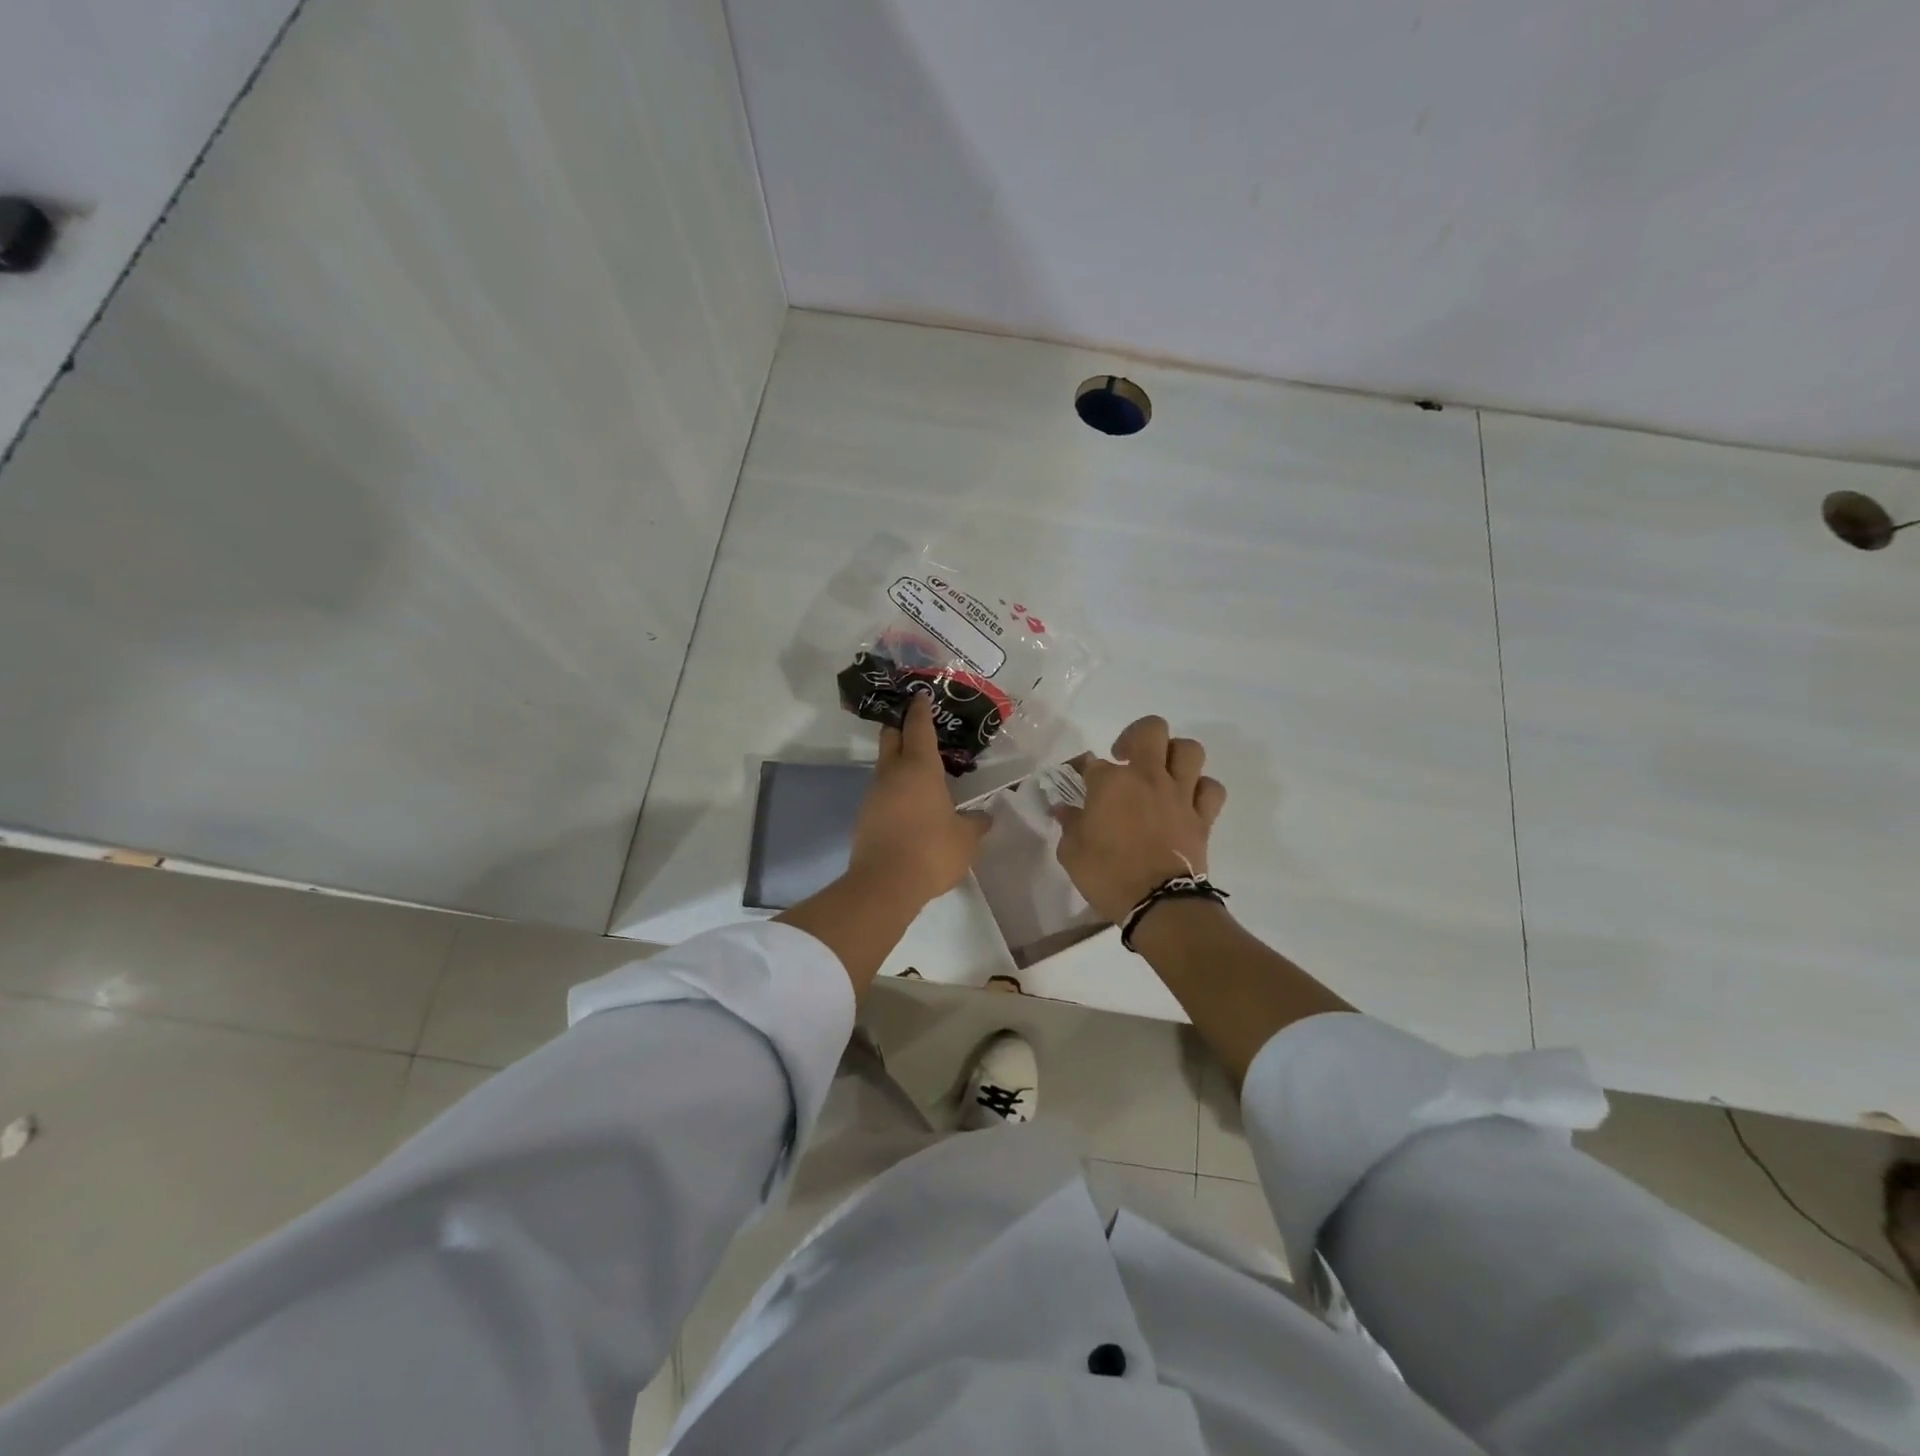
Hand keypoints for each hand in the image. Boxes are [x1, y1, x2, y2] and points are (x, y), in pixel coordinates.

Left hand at [847, 694, 990, 906]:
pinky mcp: (866, 816)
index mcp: (919, 768)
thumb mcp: (966, 838)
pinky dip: (895, 787)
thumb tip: (984, 817)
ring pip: (885, 765)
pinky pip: (883, 791)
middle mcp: (893, 773)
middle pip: (891, 737)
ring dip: (899, 761)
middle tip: (915, 722)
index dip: (920, 709)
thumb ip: (976, 823)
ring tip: (921, 768)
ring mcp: (875, 794)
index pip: (918, 727)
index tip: (921, 695)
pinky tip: (911, 802)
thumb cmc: (931, 851)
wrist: (884, 885)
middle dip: (901, 726)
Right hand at [1055, 716, 1227, 923]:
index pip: (1091, 762)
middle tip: (1125, 757)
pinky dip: (1201, 788)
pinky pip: (1211, 788)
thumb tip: (1066, 810)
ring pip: (1189, 750)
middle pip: (1151, 730)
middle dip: (1136, 736)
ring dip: (1174, 755)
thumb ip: (1069, 825)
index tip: (1078, 783)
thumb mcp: (1071, 852)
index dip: (1082, 770)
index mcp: (1111, 782)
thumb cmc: (1108, 876)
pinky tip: (1187, 798)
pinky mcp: (1203, 816)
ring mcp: (1180, 794)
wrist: (1158, 904)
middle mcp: (1148, 777)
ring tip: (1161, 771)